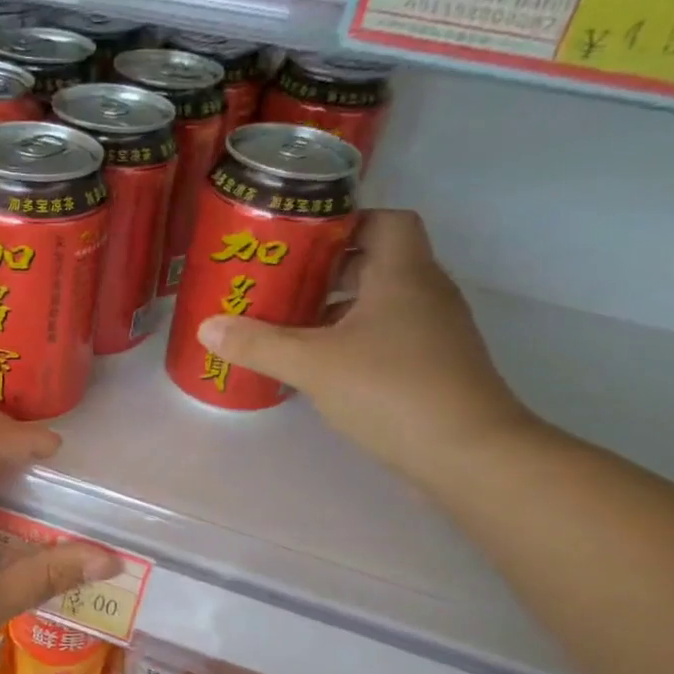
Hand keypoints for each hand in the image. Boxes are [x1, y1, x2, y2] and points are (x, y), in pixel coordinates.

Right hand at [196, 209, 537, 487]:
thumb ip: (259, 344)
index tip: (300, 243)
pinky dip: (352, 343)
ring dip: (337, 311)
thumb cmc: (391, 390)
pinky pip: (386, 338)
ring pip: (380, 305)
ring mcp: (433, 333)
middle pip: (376, 263)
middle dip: (327, 271)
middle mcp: (425, 293)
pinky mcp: (432, 369)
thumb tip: (207, 327)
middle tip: (280, 286)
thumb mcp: (313, 364)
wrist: (465, 452)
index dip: (345, 223)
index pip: (384, 220)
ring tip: (289, 328)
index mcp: (403, 273)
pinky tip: (320, 368)